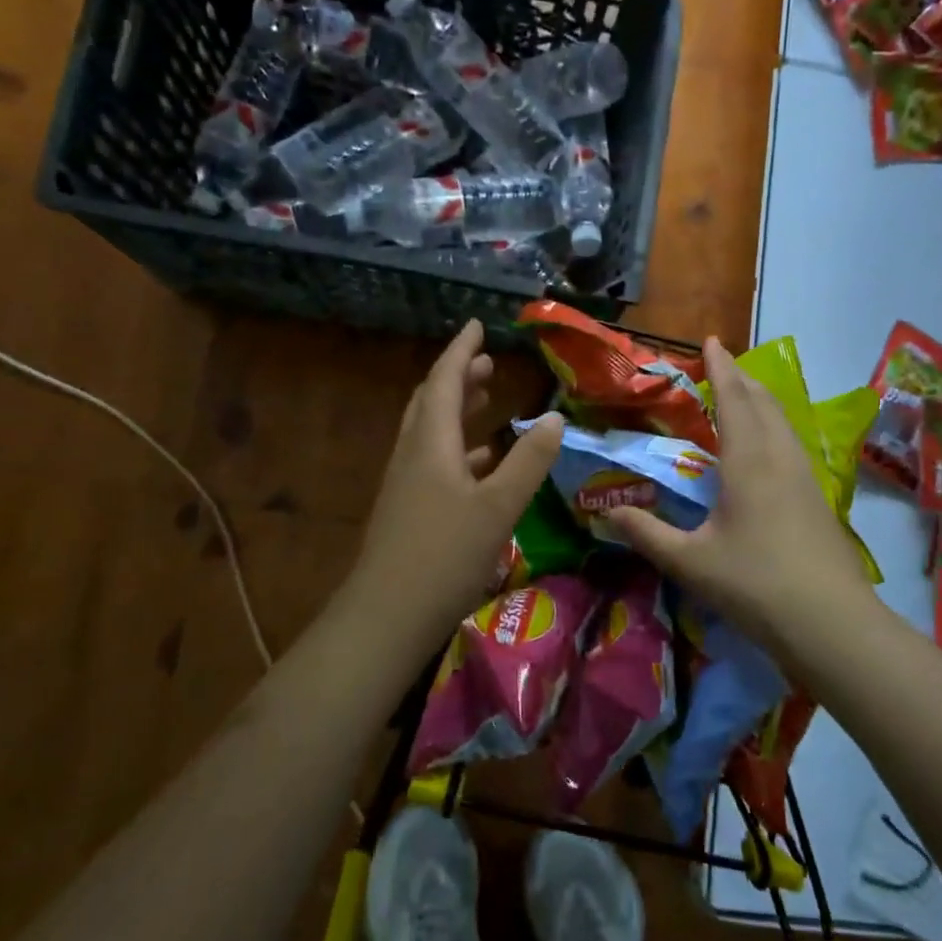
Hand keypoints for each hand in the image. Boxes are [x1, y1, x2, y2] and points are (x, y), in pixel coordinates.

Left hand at [347, 321, 564, 649]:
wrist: (387, 615)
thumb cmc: (445, 555)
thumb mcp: (498, 507)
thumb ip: (528, 461)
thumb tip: (554, 418)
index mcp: (432, 444)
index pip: (446, 381)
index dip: (462, 351)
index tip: (477, 325)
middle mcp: (413, 454)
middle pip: (433, 402)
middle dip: (459, 378)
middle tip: (487, 363)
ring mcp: (405, 483)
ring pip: (431, 432)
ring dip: (457, 410)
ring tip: (486, 400)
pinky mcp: (406, 509)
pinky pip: (432, 460)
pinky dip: (457, 448)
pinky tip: (480, 463)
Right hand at [609, 338, 873, 658]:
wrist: (830, 623)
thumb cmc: (754, 584)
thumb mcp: (689, 561)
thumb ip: (647, 533)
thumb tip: (606, 512)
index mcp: (748, 461)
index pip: (734, 399)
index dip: (721, 368)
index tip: (711, 339)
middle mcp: (780, 457)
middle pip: (764, 402)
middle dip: (743, 378)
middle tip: (723, 365)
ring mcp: (805, 476)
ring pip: (783, 421)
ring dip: (762, 400)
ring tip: (744, 396)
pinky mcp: (818, 498)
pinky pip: (792, 443)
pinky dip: (774, 426)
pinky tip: (768, 448)